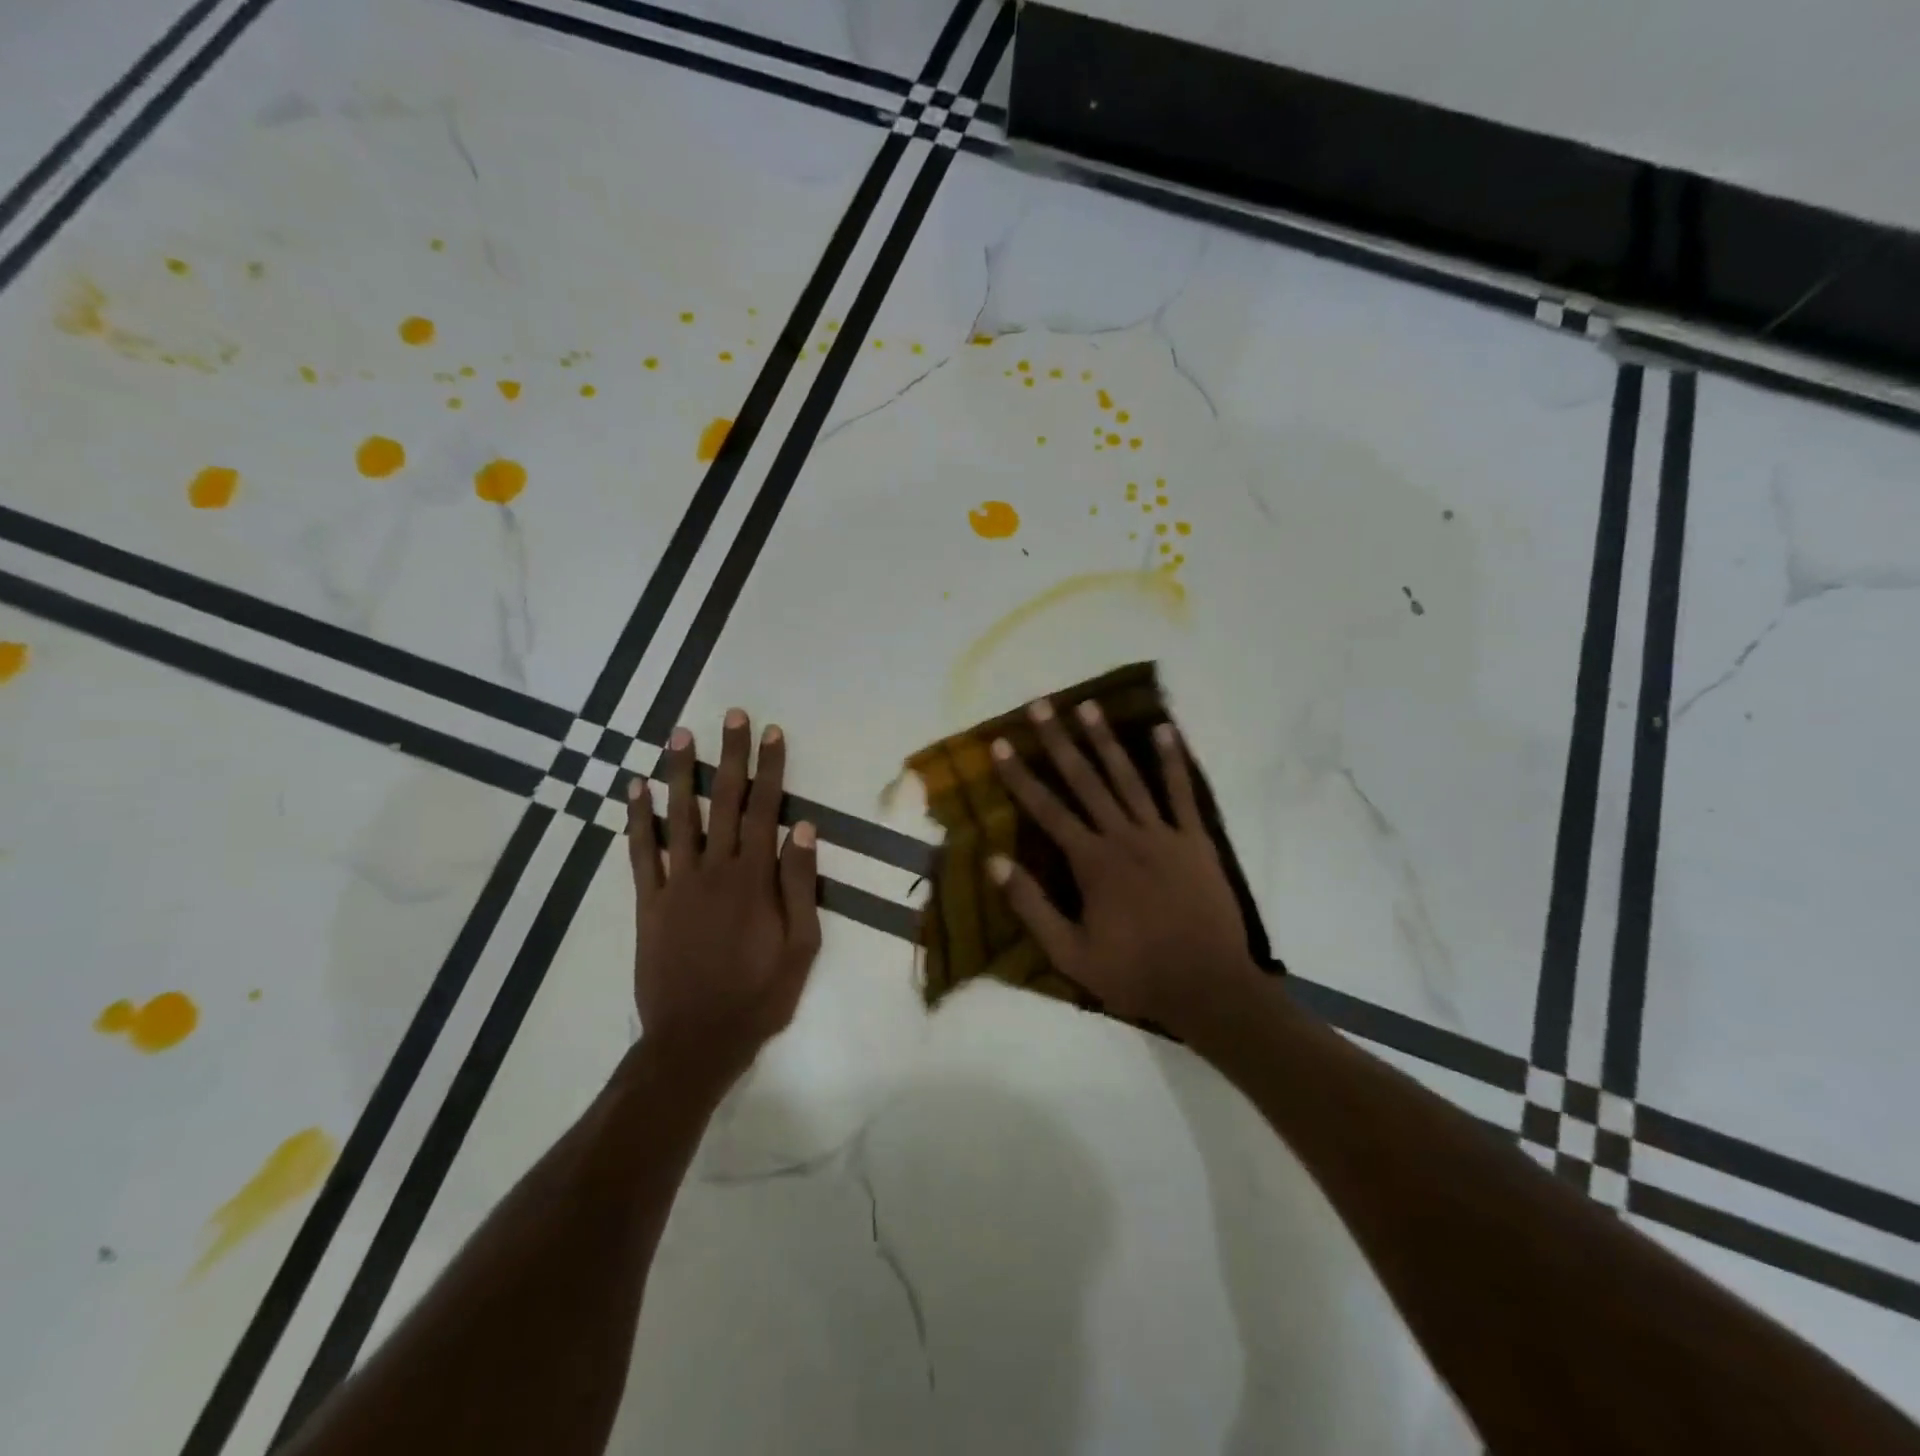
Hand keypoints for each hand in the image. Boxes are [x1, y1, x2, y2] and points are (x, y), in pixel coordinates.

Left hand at [627, 710, 821, 1087]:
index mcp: (755, 878)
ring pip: (680, 816)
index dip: (771, 768)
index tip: (773, 733)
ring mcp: (677, 883)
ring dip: (681, 772)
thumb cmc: (760, 995)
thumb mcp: (802, 946)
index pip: (767, 809)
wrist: (696, 1040)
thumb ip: (800, 884)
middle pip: (726, 801)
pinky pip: (641, 853)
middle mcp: (715, 869)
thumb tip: (802, 827)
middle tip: (733, 716)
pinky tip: (635, 788)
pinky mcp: (649, 903)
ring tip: (680, 734)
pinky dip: (637, 819)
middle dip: (731, 755)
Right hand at [987, 698, 1263, 1036]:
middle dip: (1059, 741)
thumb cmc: (1134, 974)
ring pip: (1129, 777)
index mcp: (1091, 862)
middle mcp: (1123, 836)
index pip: (1046, 809)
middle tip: (1040, 705)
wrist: (1208, 988)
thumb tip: (994, 861)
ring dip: (1107, 740)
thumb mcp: (1069, 954)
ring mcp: (1162, 834)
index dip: (1020, 776)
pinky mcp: (1195, 840)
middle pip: (1085, 780)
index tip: (1001, 744)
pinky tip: (1164, 730)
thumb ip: (1031, 906)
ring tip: (1088, 707)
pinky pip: (1182, 793)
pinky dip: (1173, 761)